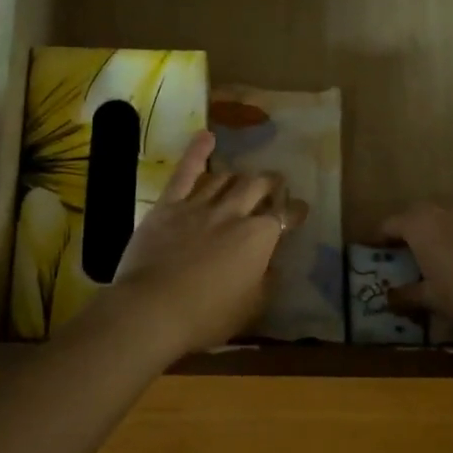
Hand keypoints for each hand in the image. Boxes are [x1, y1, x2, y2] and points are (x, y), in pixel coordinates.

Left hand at [101, 131, 306, 359]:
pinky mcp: (169, 205)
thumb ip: (266, 280)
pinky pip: (185, 172)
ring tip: (243, 179)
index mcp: (259, 238)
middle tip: (275, 184)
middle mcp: (234, 213)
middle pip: (258, 186)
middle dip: (271, 183)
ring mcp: (200, 205)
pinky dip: (197, 152)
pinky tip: (207, 137)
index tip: (300, 210)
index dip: (296, 211)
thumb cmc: (206, 316)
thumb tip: (272, 263)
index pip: (286, 216)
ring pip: (226, 178)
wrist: (152, 309)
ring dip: (239, 177)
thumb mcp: (251, 306)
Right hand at [380, 200, 452, 340]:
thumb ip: (408, 294)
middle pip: (427, 217)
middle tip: (420, 255)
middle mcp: (450, 208)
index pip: (393, 224)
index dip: (382, 236)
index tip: (377, 246)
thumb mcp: (433, 300)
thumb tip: (388, 297)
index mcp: (423, 225)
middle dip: (422, 233)